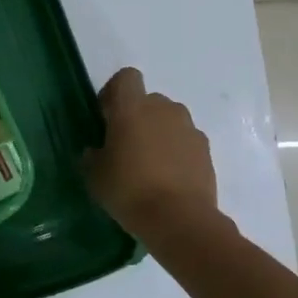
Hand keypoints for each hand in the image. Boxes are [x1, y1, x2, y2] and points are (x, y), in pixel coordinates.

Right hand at [86, 68, 221, 240]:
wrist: (180, 220)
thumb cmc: (129, 190)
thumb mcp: (95, 176)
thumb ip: (92, 156)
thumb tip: (96, 151)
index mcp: (132, 108)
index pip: (126, 77)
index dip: (115, 92)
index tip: (107, 117)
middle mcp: (163, 109)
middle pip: (148, 100)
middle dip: (138, 116)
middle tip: (126, 147)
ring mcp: (188, 128)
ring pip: (169, 120)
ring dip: (159, 133)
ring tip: (150, 165)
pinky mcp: (206, 150)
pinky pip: (185, 141)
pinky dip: (177, 152)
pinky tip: (169, 178)